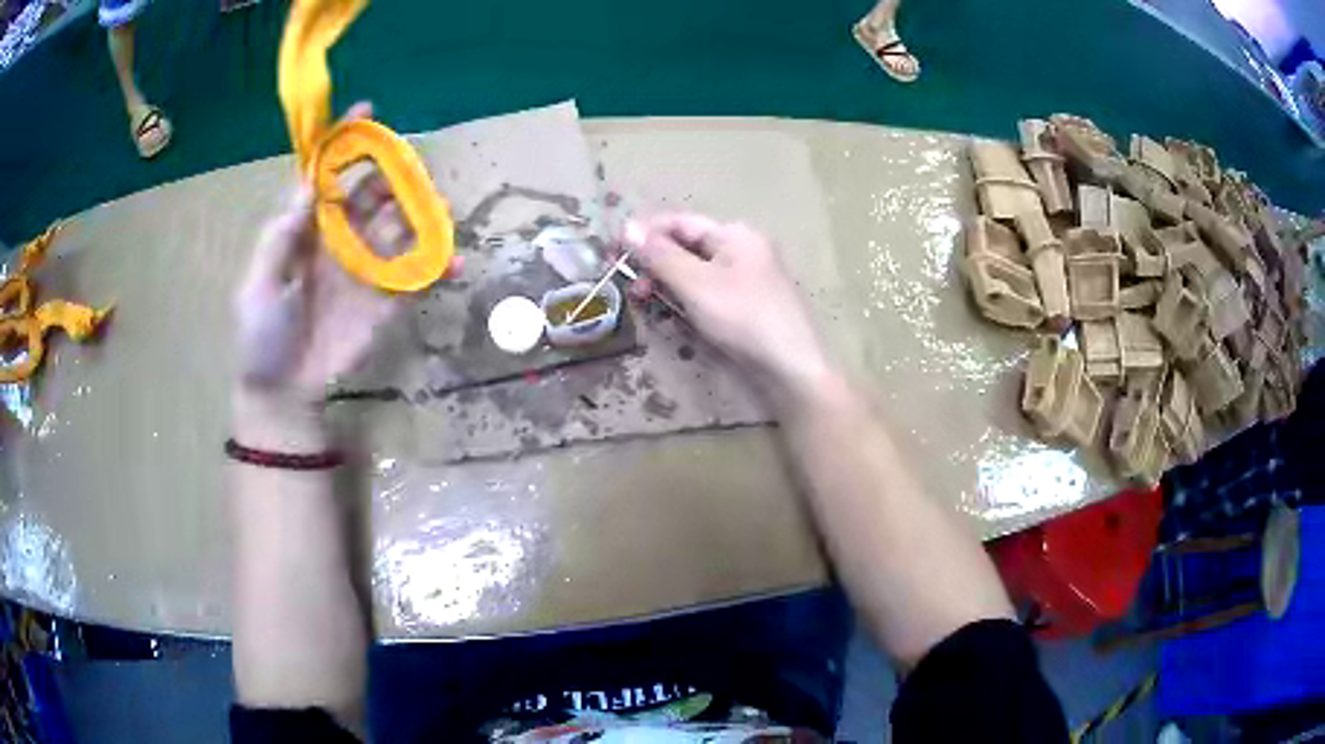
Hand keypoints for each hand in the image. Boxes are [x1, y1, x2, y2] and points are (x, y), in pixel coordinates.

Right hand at [627, 213, 834, 403]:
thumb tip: (627, 227)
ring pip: (696, 273)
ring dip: (667, 283)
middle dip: (654, 262)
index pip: (680, 222)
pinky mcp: (746, 309)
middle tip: (627, 284)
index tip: (612, 250)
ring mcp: (747, 281)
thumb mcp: (696, 284)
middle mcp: (743, 250)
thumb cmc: (744, 318)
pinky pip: (708, 295)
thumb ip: (660, 256)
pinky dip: (686, 301)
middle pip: (688, 247)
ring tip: (642, 301)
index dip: (645, 233)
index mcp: (735, 234)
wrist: (792, 370)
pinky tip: (671, 315)